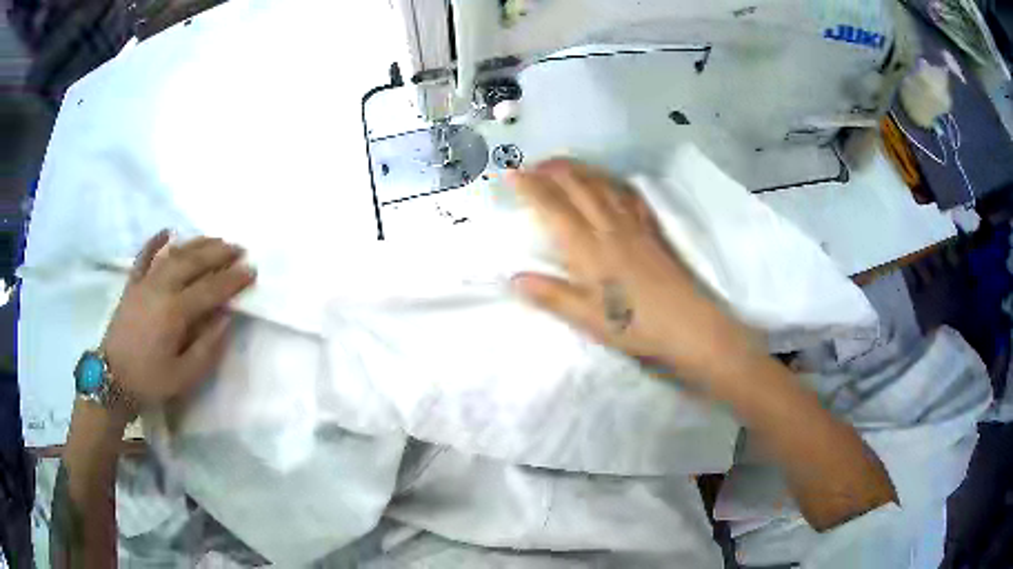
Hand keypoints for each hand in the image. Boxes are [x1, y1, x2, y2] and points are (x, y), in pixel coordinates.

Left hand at [100, 231, 255, 412]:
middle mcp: (161, 288)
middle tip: (239, 248)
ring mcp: (144, 283)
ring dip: (196, 244)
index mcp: (175, 312)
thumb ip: (207, 348)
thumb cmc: (149, 381)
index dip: (233, 279)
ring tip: (215, 239)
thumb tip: (226, 319)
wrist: (112, 380)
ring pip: (174, 254)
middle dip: (219, 253)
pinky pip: (143, 257)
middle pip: (194, 263)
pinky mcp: (132, 285)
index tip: (252, 270)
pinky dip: (155, 242)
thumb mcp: (184, 377)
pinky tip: (167, 231)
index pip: (210, 289)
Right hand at [509, 160, 756, 388]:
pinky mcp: (651, 229)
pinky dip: (611, 180)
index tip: (510, 173)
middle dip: (551, 169)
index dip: (529, 187)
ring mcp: (633, 224)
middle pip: (578, 185)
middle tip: (531, 163)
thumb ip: (551, 295)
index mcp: (589, 249)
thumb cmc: (636, 325)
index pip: (553, 207)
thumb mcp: (588, 319)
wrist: (688, 324)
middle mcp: (609, 227)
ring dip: (578, 168)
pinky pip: (628, 194)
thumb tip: (514, 278)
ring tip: (560, 164)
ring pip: (602, 183)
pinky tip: (608, 181)